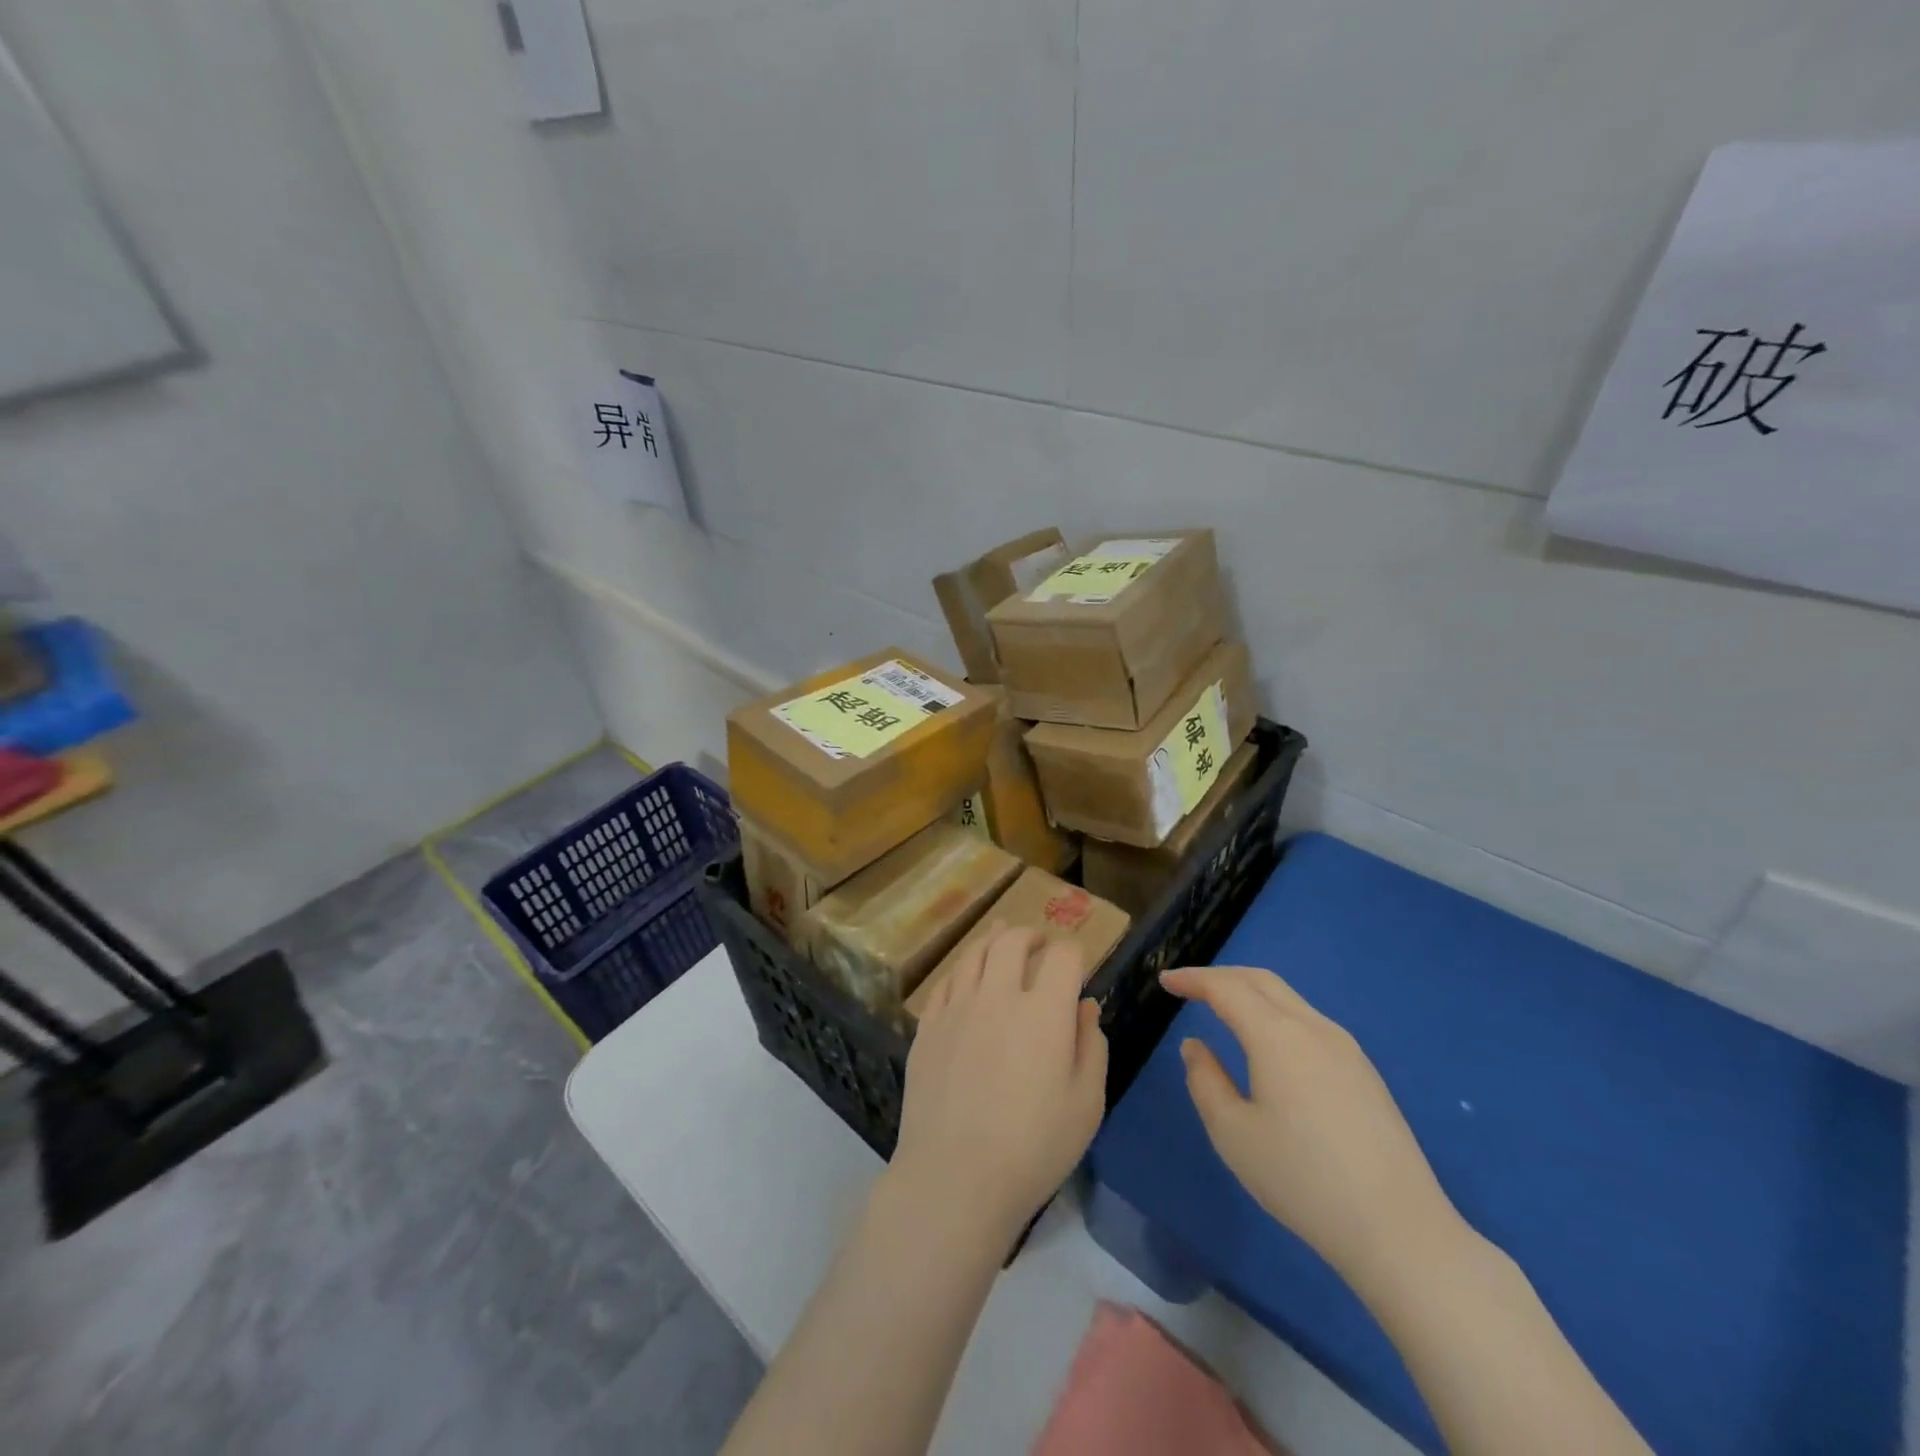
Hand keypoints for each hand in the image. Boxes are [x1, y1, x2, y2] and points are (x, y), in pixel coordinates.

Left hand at [891, 927, 1107, 1247]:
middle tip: (1038, 942)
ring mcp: (957, 1007)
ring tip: (1001, 937)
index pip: (1062, 956)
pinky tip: (967, 975)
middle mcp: (998, 995)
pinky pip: (946, 981)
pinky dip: (963, 969)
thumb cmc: (1034, 1147)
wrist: (955, 1176)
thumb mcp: (1086, 1103)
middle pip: (1012, 941)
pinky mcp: (928, 1026)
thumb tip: (1085, 1006)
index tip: (1076, 964)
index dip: (1072, 952)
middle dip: (1030, 934)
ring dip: (993, 939)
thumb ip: (1091, 1046)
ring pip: (974, 953)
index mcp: (1044, 1011)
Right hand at [1162, 966, 1465, 1292]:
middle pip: (1261, 980)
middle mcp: (1313, 1028)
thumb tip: (1195, 1046)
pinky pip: (1308, 1020)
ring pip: (1288, 998)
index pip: (1226, 988)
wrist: (1400, 1231)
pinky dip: (1275, 1012)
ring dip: (1249, 992)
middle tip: (1188, 986)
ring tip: (1222, 1008)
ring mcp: (1346, 1048)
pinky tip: (1266, 1041)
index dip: (1193, 979)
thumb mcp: (1233, 1135)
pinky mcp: (1364, 1071)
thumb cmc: (1303, 1181)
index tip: (1165, 980)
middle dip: (1221, 976)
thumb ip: (1205, 1081)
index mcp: (1277, 1037)